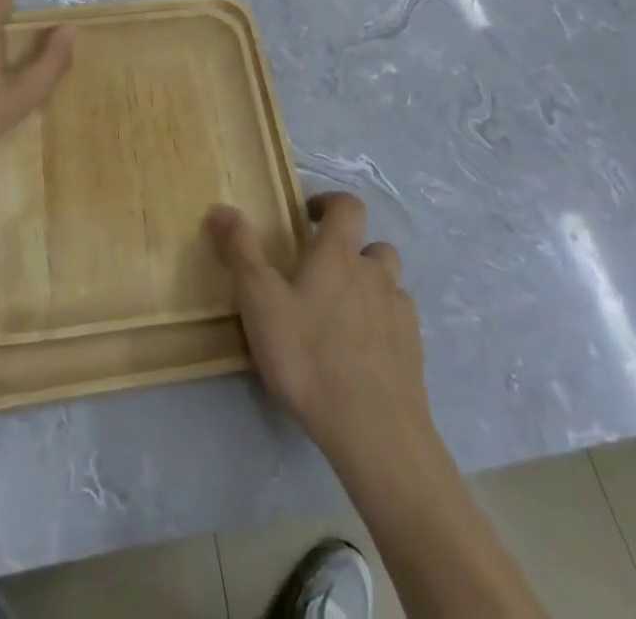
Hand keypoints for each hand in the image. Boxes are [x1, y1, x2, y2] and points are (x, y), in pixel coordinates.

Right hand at [208, 193, 432, 465]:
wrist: (375, 431)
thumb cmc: (309, 357)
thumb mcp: (260, 303)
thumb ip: (241, 252)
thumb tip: (222, 208)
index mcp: (339, 255)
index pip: (347, 206)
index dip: (330, 203)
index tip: (308, 216)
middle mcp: (375, 274)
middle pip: (373, 246)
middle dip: (351, 252)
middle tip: (322, 276)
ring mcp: (399, 313)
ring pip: (389, 284)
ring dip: (370, 288)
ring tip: (343, 315)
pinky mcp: (414, 352)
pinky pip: (399, 322)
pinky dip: (383, 325)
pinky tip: (363, 352)